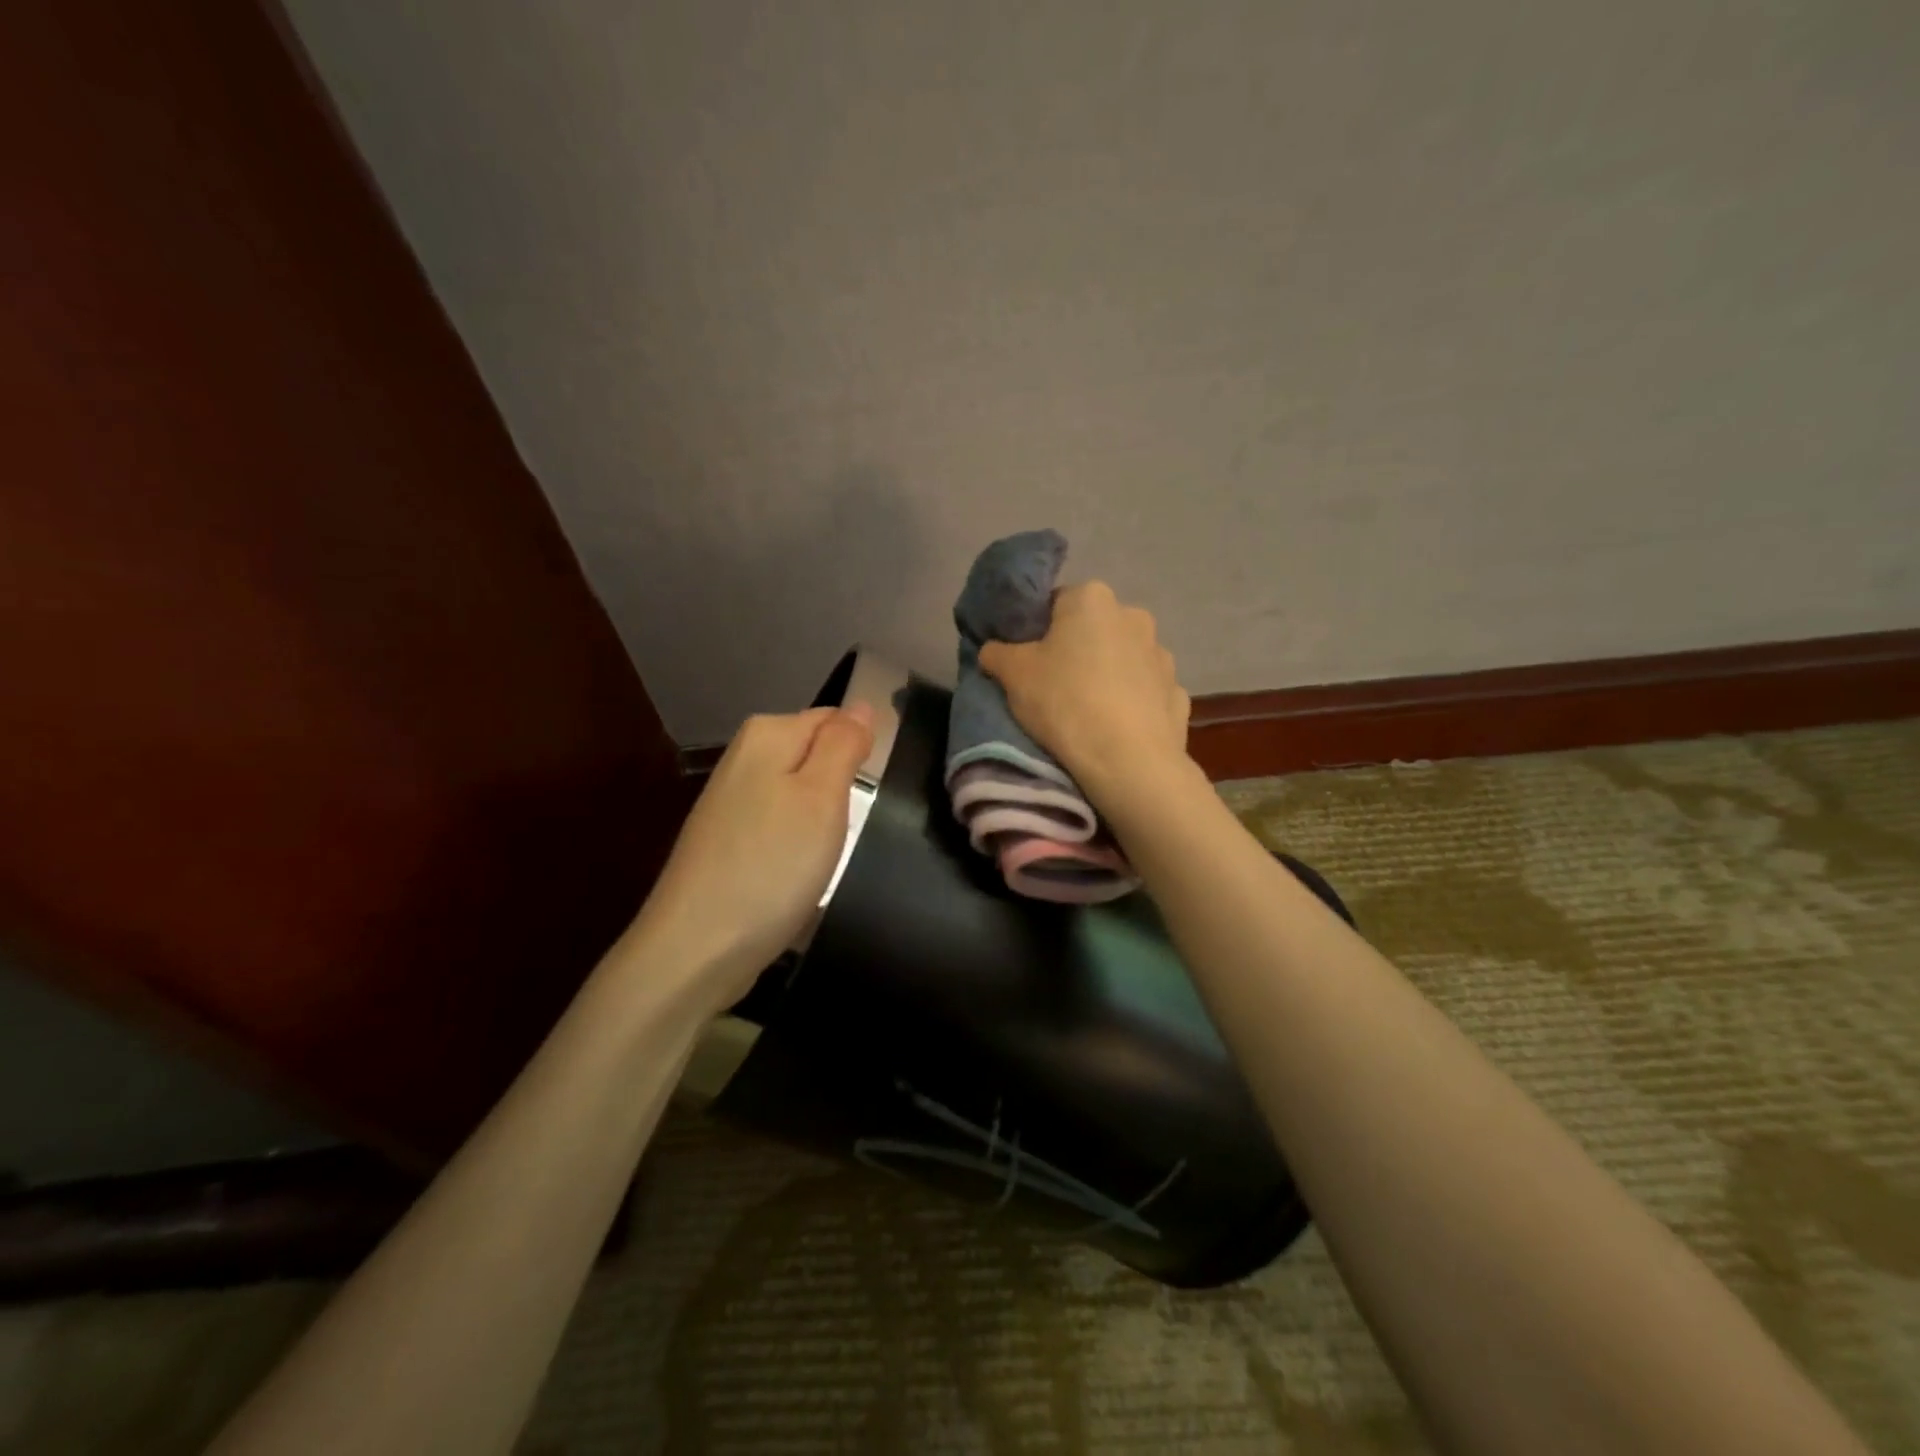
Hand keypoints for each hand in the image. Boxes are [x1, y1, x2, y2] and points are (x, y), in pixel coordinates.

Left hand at [629, 703, 874, 1009]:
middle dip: (840, 788)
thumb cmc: (771, 866)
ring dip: (821, 822)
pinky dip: (797, 848)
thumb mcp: (822, 797)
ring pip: (800, 794)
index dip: (859, 755)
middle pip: (816, 756)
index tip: (866, 796)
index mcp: (767, 735)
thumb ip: (843, 744)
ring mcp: (731, 802)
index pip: (836, 719)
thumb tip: (861, 704)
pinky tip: (798, 875)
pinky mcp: (727, 842)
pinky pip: (781, 827)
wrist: (697, 949)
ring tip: (824, 857)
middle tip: (846, 828)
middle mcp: (743, 759)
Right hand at [979, 581, 1190, 794]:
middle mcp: (1133, 616)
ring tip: (1088, 712)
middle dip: (1075, 651)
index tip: (1027, 661)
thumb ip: (997, 653)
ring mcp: (1162, 655)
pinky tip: (1116, 728)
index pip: (1055, 603)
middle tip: (1053, 686)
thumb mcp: (1012, 675)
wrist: (1128, 762)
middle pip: (1092, 630)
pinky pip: (1145, 692)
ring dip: (1107, 675)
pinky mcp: (1177, 692)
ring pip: (1123, 659)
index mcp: (1092, 599)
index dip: (1036, 632)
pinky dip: (1131, 703)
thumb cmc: (1064, 703)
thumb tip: (993, 650)